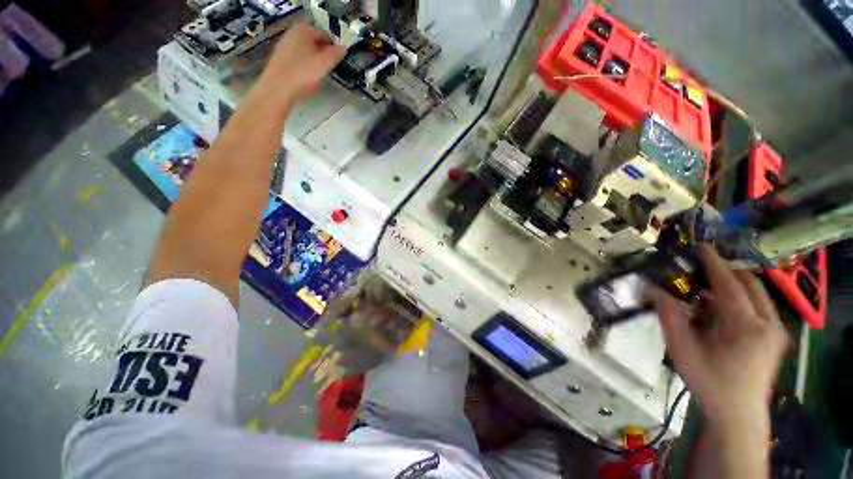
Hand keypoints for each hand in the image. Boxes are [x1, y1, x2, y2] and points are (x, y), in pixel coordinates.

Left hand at [257, 23, 344, 104]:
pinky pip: (297, 61)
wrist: (278, 87)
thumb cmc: (304, 72)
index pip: (325, 35)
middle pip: (314, 43)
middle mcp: (292, 33)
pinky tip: (307, 80)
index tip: (338, 60)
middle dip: (323, 54)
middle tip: (329, 68)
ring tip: (319, 76)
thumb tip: (343, 48)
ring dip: (314, 61)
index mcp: (304, 30)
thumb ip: (336, 53)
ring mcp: (284, 46)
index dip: (334, 47)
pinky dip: (304, 68)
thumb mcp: (325, 63)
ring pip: (305, 52)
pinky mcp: (279, 59)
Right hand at [652, 244, 787, 428]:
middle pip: (750, 283)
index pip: (729, 283)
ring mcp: (776, 331)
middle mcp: (768, 323)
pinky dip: (741, 300)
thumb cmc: (707, 380)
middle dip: (726, 272)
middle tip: (700, 269)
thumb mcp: (681, 347)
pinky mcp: (777, 338)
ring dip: (733, 286)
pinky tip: (721, 310)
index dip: (713, 262)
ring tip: (708, 289)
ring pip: (757, 294)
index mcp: (746, 326)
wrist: (737, 413)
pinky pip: (760, 307)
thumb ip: (667, 313)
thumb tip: (651, 287)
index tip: (700, 245)